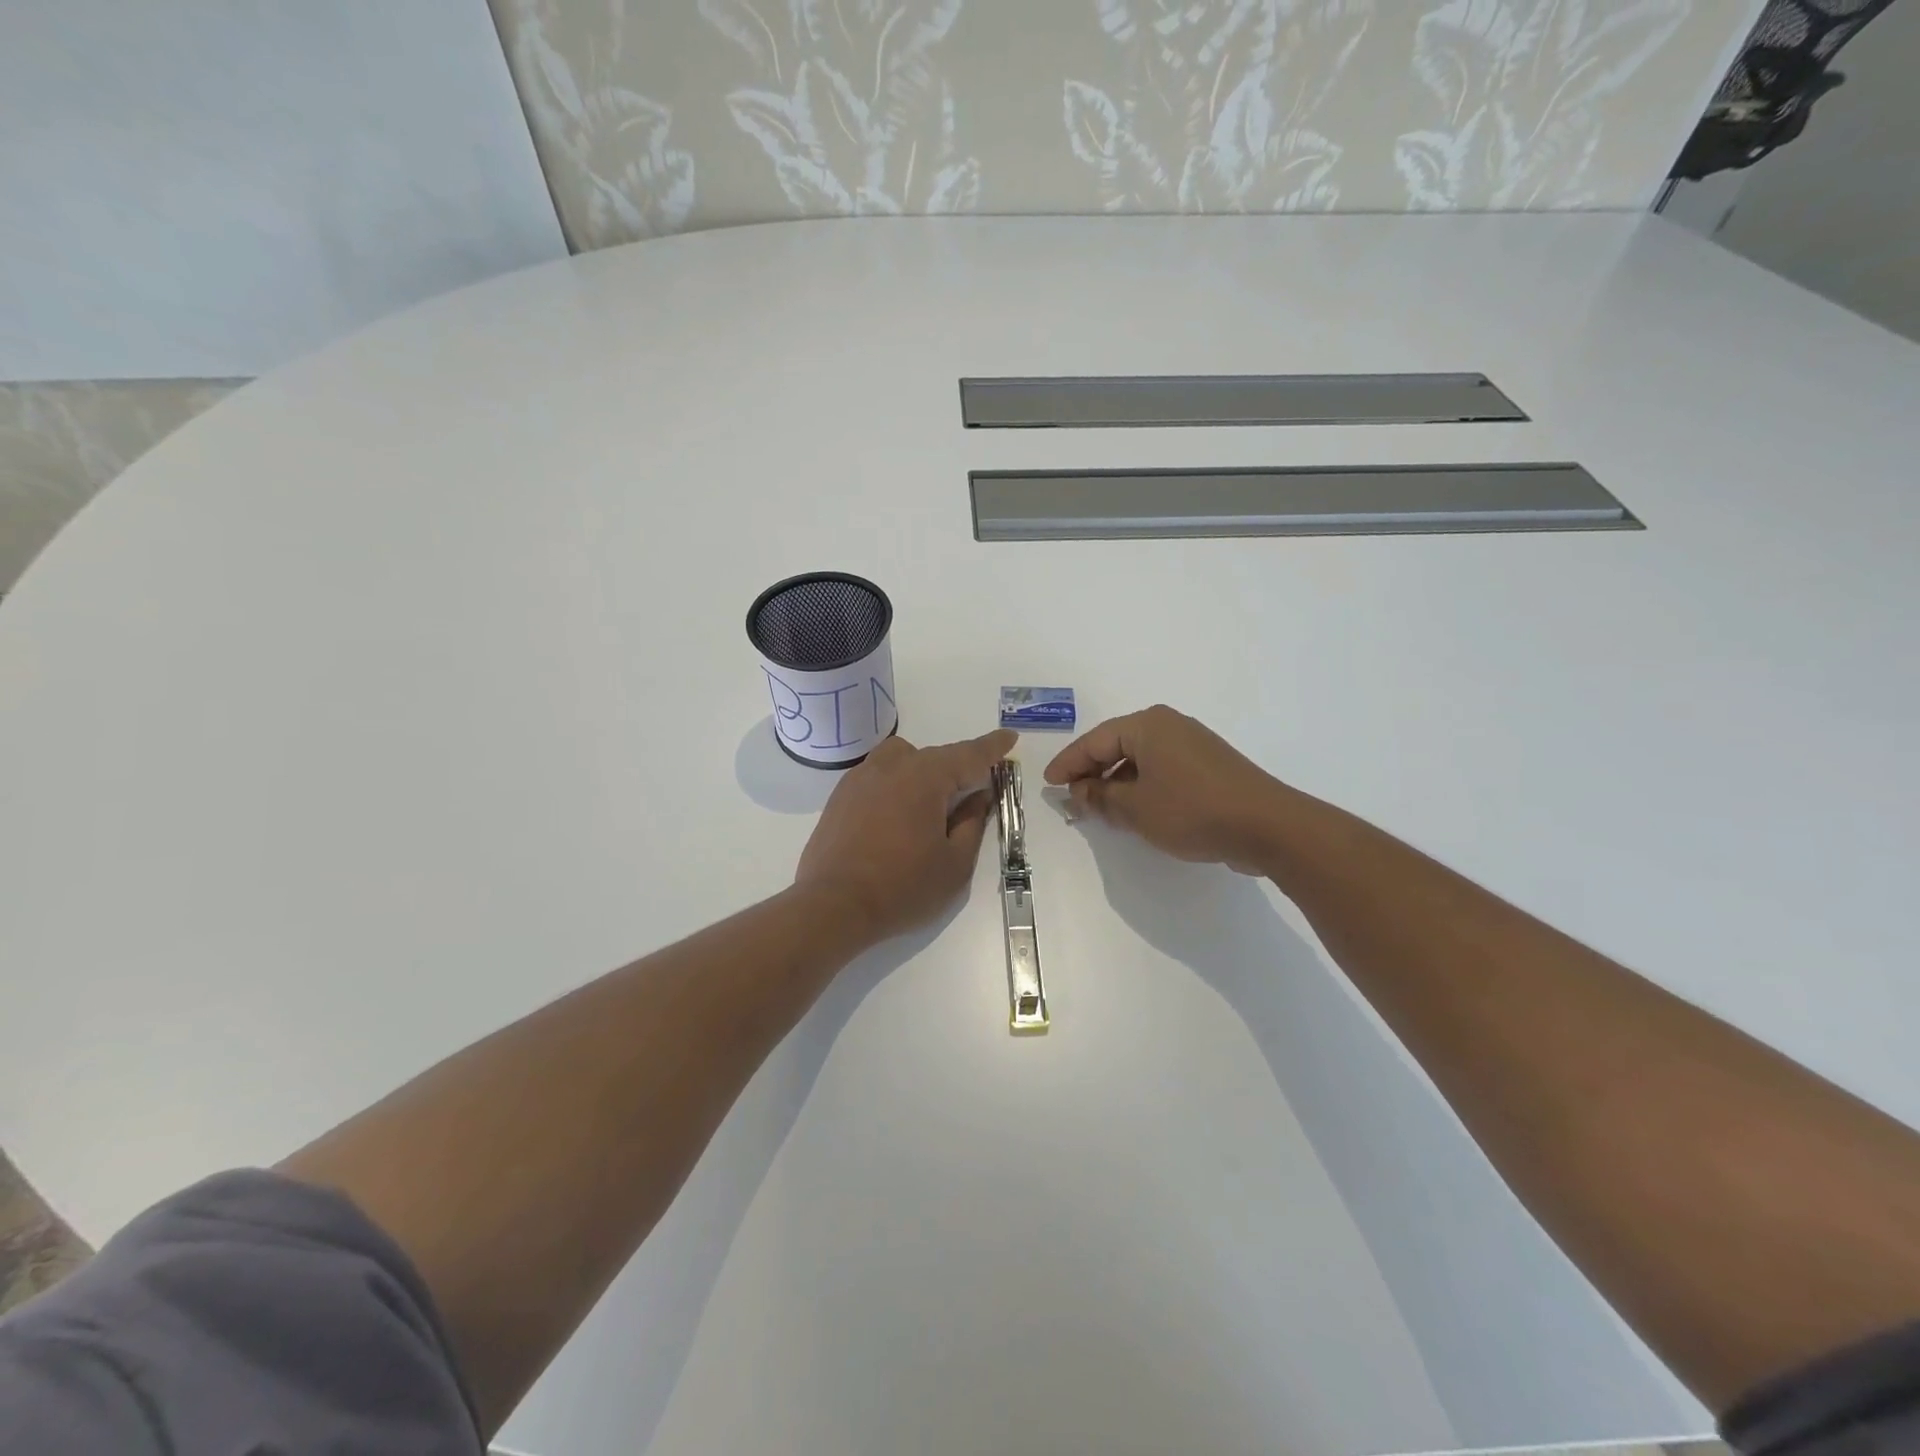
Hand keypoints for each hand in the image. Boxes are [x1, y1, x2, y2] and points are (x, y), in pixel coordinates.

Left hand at [795, 728, 1017, 944]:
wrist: (832, 906)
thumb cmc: (902, 887)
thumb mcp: (954, 863)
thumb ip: (972, 823)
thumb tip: (977, 796)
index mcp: (924, 777)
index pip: (968, 755)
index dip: (992, 747)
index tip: (1009, 737)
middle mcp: (891, 767)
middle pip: (934, 756)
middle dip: (957, 769)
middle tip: (973, 792)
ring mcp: (859, 779)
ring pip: (901, 759)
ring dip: (922, 772)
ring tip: (930, 805)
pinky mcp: (839, 797)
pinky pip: (877, 777)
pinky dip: (895, 785)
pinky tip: (896, 817)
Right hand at [1043, 705, 1288, 872]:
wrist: (1267, 826)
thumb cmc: (1192, 810)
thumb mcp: (1136, 808)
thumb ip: (1100, 797)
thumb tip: (1078, 791)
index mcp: (1147, 725)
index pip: (1094, 741)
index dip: (1068, 764)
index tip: (1049, 783)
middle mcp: (1169, 725)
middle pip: (1117, 745)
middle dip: (1092, 772)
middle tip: (1071, 796)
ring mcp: (1192, 744)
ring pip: (1140, 759)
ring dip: (1117, 782)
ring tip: (1100, 808)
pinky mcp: (1208, 765)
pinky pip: (1162, 769)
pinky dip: (1142, 786)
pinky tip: (1136, 809)